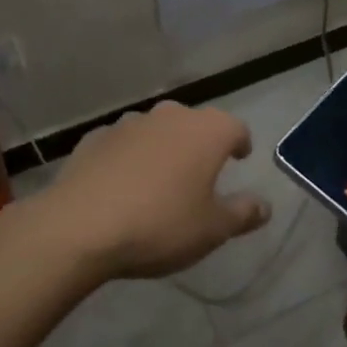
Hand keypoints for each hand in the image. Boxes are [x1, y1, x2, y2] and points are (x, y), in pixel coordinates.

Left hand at [35, 101, 269, 280]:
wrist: (81, 226)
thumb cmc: (160, 225)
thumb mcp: (211, 229)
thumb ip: (242, 213)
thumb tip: (265, 205)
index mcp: (206, 132)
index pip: (236, 128)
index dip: (240, 143)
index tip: (239, 159)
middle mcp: (171, 116)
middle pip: (195, 124)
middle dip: (200, 144)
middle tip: (200, 173)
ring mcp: (130, 123)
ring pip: (157, 130)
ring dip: (163, 148)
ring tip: (159, 180)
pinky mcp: (96, 137)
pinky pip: (123, 143)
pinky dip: (128, 157)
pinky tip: (121, 184)